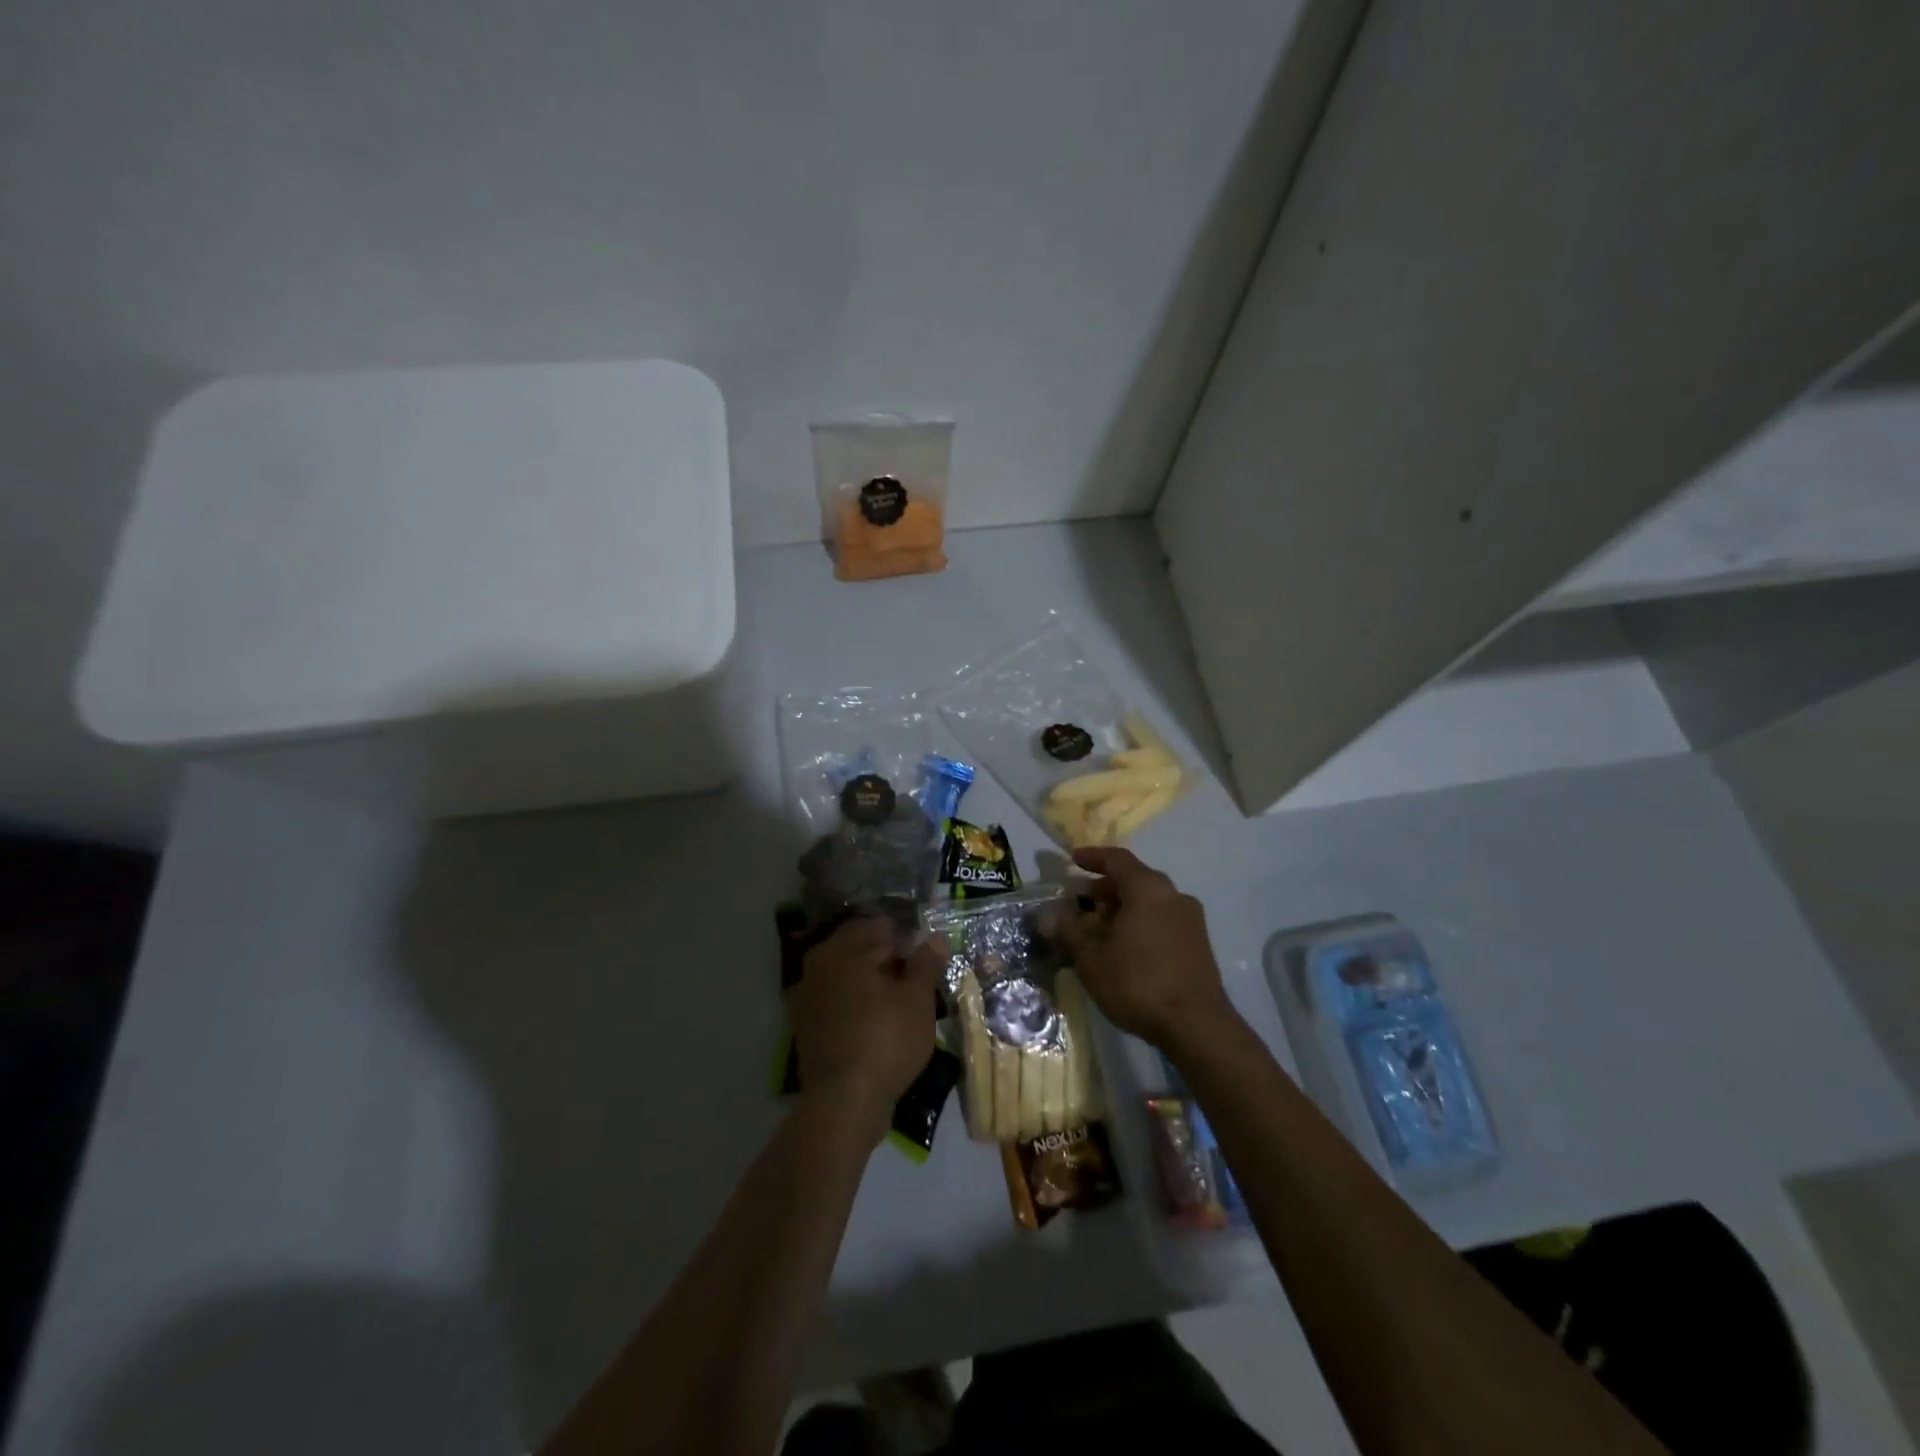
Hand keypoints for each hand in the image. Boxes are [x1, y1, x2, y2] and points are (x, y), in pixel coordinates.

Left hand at [789, 915, 939, 1140]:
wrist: (844, 1103)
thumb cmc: (885, 1039)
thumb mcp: (918, 998)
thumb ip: (927, 963)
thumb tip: (935, 938)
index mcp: (839, 951)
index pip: (876, 927)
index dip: (904, 940)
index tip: (925, 959)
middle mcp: (816, 968)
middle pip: (859, 952)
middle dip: (889, 962)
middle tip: (918, 983)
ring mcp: (806, 1001)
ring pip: (848, 980)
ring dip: (873, 986)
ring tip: (903, 1006)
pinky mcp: (807, 1031)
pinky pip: (838, 1006)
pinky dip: (858, 1008)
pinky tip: (881, 1026)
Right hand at [1053, 847, 1236, 1053]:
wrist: (1197, 1026)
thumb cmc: (1138, 983)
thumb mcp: (1092, 959)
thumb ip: (1068, 931)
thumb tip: (1047, 915)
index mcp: (1148, 888)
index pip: (1117, 859)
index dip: (1093, 857)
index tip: (1073, 860)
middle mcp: (1173, 895)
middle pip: (1135, 879)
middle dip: (1106, 887)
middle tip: (1082, 902)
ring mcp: (1191, 920)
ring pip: (1150, 901)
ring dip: (1124, 907)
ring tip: (1100, 928)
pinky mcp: (1199, 944)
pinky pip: (1163, 919)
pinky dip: (1141, 922)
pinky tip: (1125, 947)